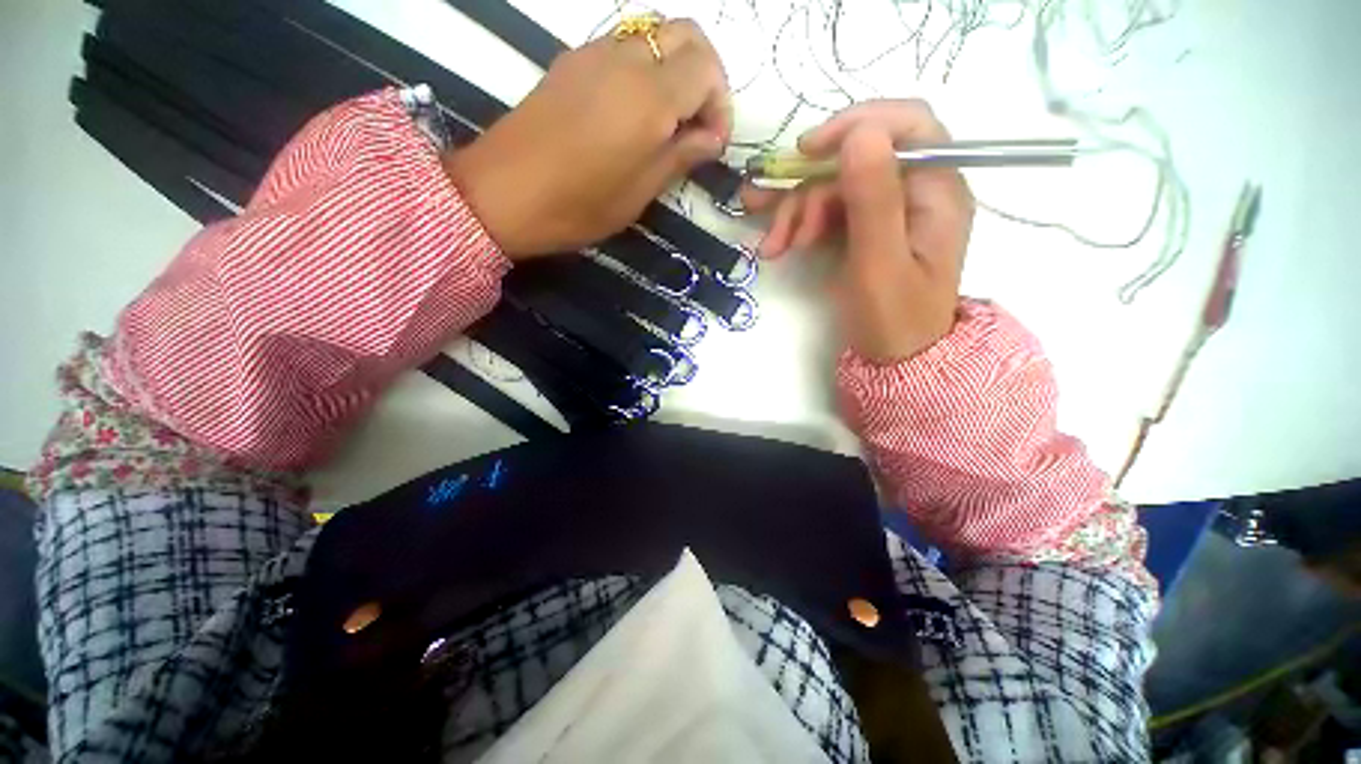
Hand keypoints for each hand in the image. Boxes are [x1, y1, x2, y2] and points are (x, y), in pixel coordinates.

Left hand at [444, 19, 730, 259]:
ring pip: (654, 34)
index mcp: (649, 98)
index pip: (707, 71)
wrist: (503, 194)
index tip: (712, 143)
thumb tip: (710, 138)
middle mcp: (626, 60)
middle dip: (705, 74)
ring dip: (675, 68)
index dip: (720, 105)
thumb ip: (679, 156)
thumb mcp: (639, 193)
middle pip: (686, 35)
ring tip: (669, 118)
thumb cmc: (579, 205)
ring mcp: (595, 54)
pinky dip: (646, 67)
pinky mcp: (573, 61)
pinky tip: (635, 109)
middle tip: (698, 122)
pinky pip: (624, 46)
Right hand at [742, 100, 973, 362]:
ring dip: (797, 211)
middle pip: (857, 161)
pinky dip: (800, 224)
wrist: (894, 360)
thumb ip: (874, 199)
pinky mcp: (865, 229)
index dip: (855, 126)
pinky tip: (778, 245)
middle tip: (784, 231)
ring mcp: (887, 210)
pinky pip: (828, 210)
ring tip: (775, 247)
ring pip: (835, 186)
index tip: (807, 151)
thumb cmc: (893, 319)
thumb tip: (860, 132)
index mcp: (937, 190)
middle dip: (811, 190)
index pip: (906, 126)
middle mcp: (915, 191)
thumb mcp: (880, 262)